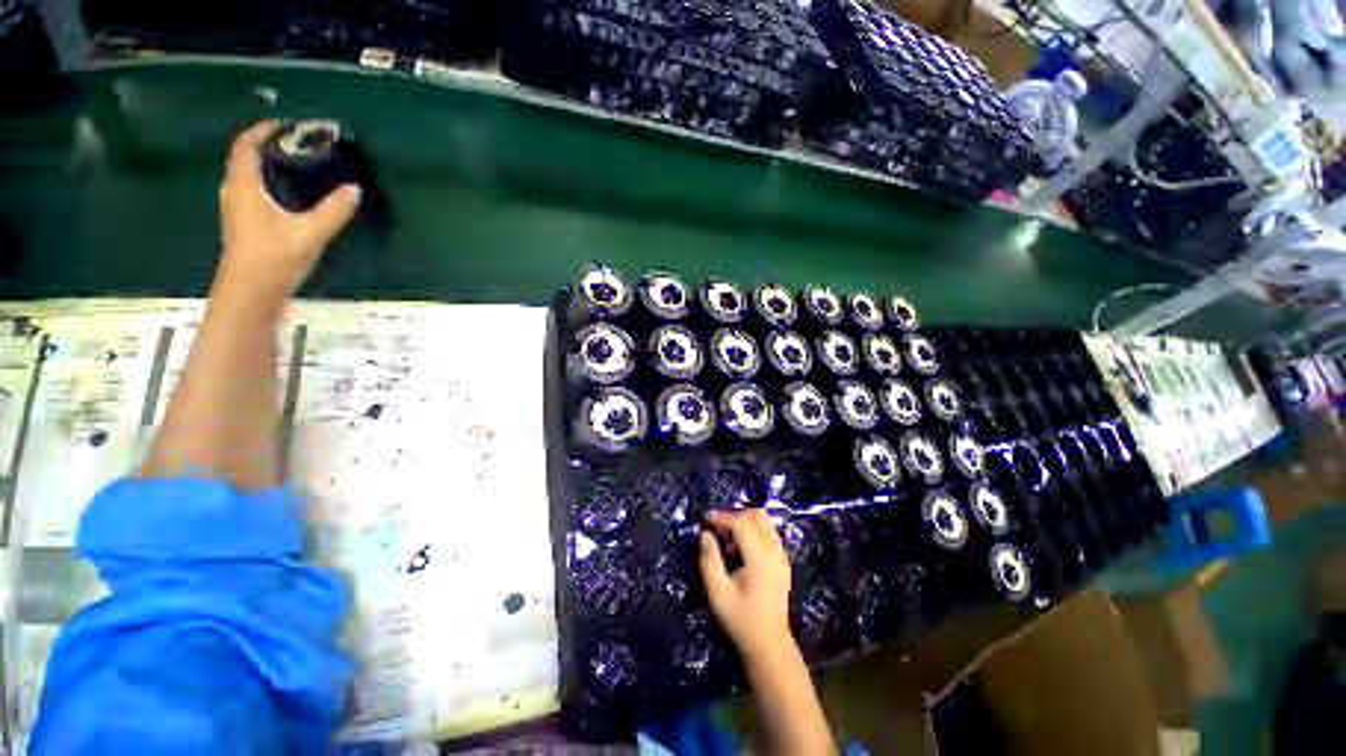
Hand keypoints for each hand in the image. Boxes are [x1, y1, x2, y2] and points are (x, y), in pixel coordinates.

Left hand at [215, 120, 360, 303]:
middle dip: (267, 146)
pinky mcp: (243, 224)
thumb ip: (334, 210)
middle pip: (245, 158)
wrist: (250, 293)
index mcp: (244, 186)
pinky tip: (289, 195)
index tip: (286, 124)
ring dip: (267, 166)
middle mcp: (235, 192)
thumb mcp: (310, 232)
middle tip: (297, 145)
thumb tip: (354, 190)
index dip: (262, 130)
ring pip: (247, 176)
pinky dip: (268, 184)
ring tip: (296, 166)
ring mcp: (236, 209)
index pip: (245, 145)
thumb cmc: (274, 258)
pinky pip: (252, 192)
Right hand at [699, 509, 794, 662]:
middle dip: (735, 514)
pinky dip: (753, 531)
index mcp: (760, 558)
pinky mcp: (782, 561)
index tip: (705, 519)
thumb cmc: (741, 619)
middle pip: (758, 515)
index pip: (742, 523)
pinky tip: (740, 548)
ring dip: (745, 521)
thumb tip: (705, 534)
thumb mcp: (717, 593)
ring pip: (765, 522)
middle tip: (717, 525)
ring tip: (727, 537)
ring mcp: (781, 555)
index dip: (723, 517)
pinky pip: (768, 533)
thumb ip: (709, 560)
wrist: (769, 643)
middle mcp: (774, 551)